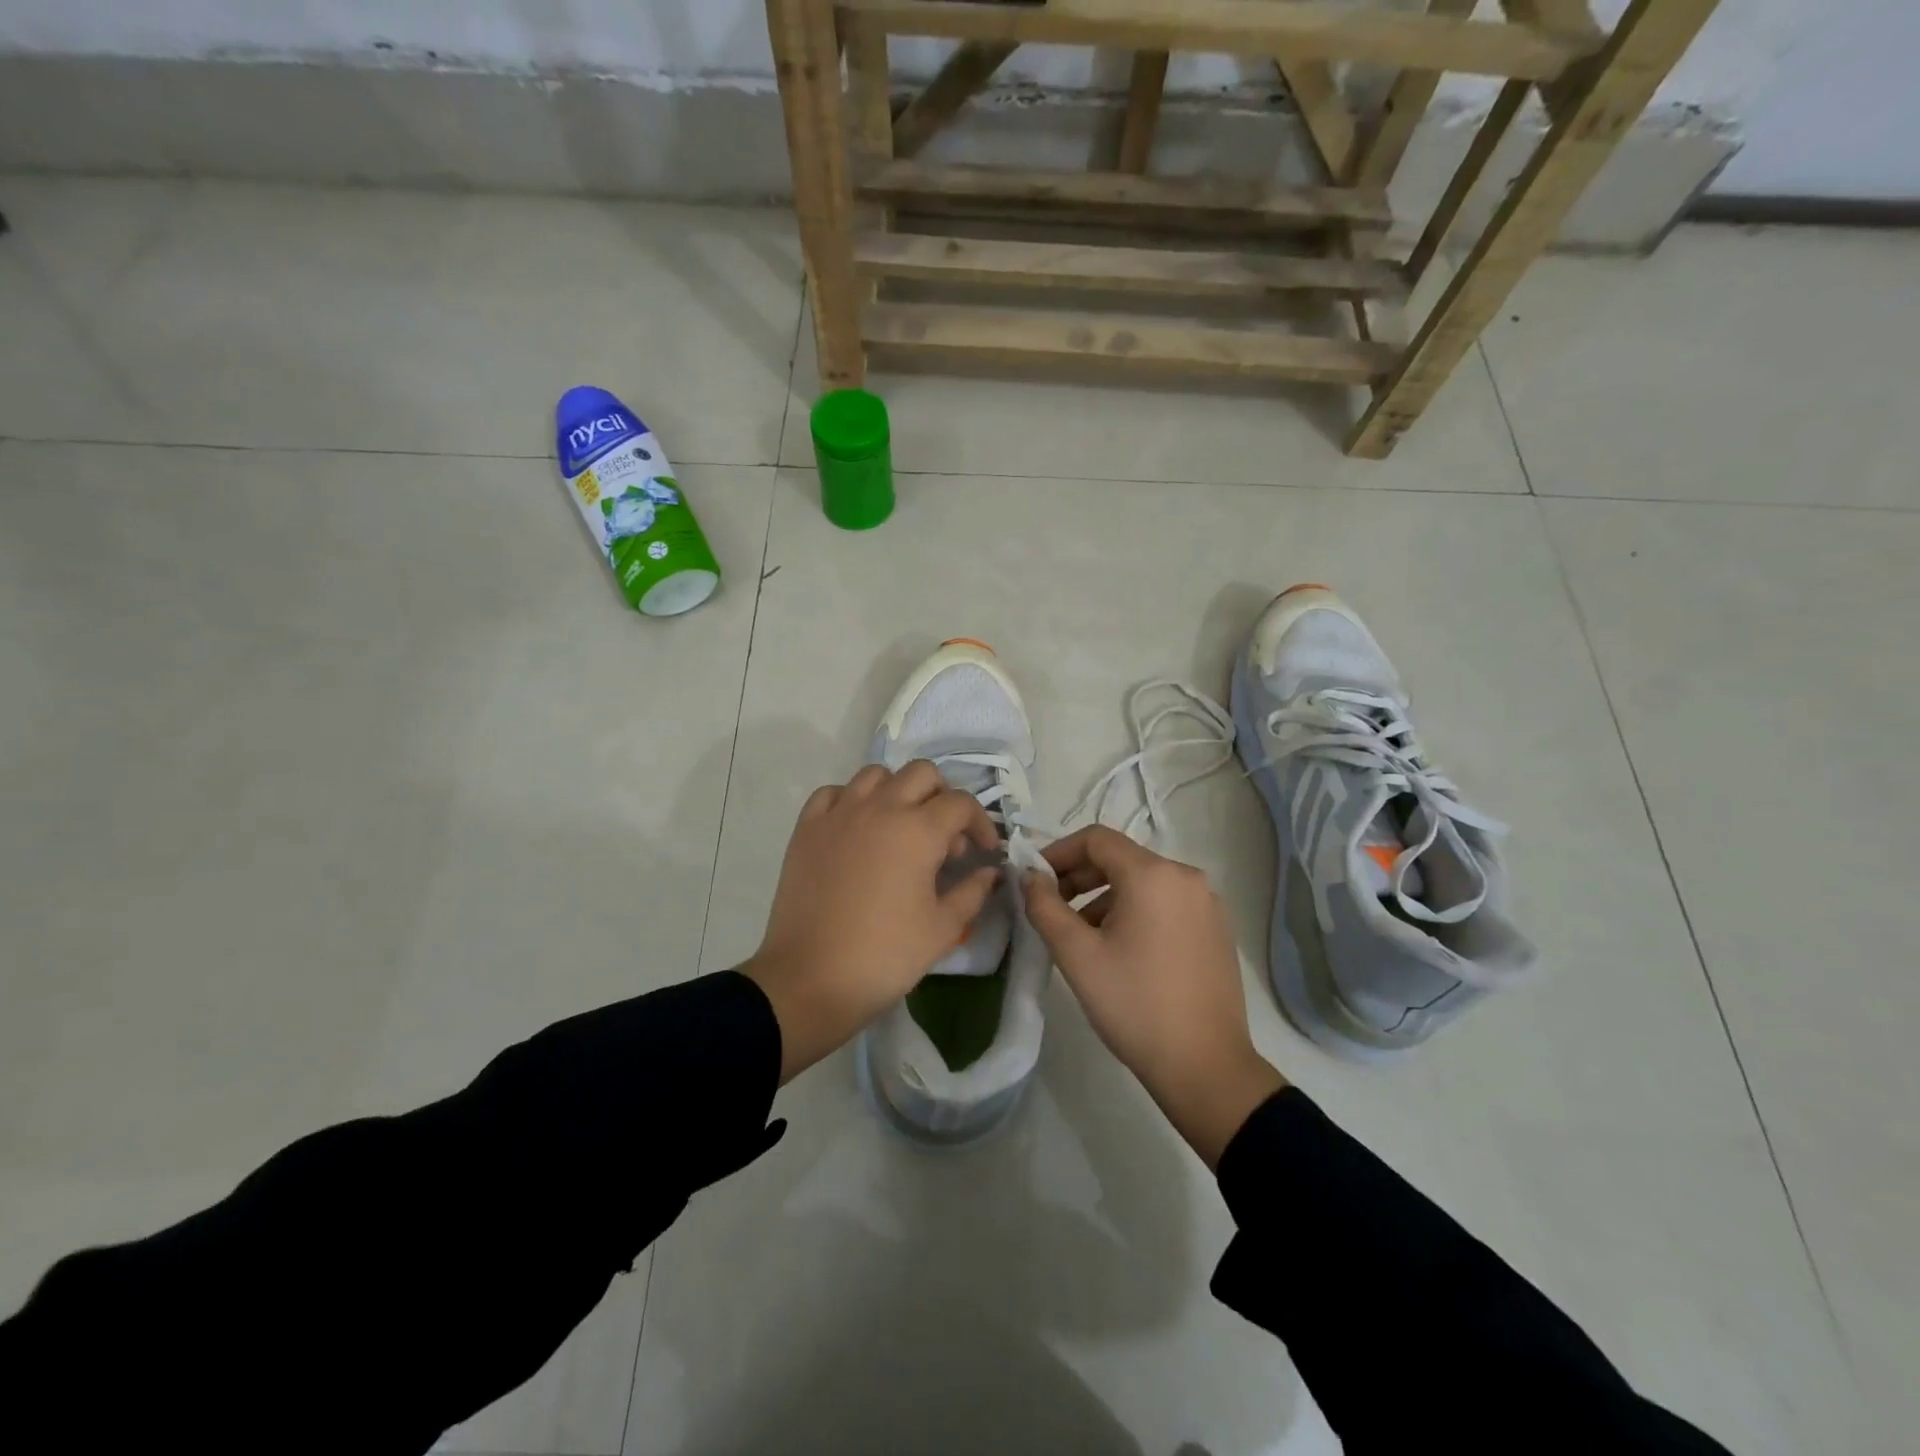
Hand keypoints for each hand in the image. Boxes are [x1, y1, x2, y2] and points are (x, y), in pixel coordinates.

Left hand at [746, 761, 1001, 1081]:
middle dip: (943, 797)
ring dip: (898, 792)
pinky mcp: (807, 828)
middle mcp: (880, 808)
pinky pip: (834, 793)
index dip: (981, 823)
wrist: (811, 979)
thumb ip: (973, 892)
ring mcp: (839, 813)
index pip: (961, 803)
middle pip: (922, 773)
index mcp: (918, 830)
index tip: (983, 851)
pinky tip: (858, 828)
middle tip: (945, 836)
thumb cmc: (885, 956)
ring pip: (876, 775)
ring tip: (901, 827)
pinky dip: (852, 800)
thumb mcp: (943, 928)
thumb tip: (990, 872)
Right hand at [1024, 827, 1285, 1168]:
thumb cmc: (1134, 1005)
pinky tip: (1120, 950)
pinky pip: (1165, 903)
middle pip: (1121, 858)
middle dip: (1080, 876)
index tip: (1034, 880)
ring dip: (1104, 897)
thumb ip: (1045, 906)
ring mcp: (1207, 904)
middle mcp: (1186, 877)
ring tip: (1081, 936)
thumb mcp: (1077, 954)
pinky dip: (1135, 912)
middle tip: (1051, 908)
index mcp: (1154, 874)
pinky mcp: (1216, 929)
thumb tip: (1030, 876)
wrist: (1205, 1067)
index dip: (1058, 852)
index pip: (1096, 839)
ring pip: (1143, 883)